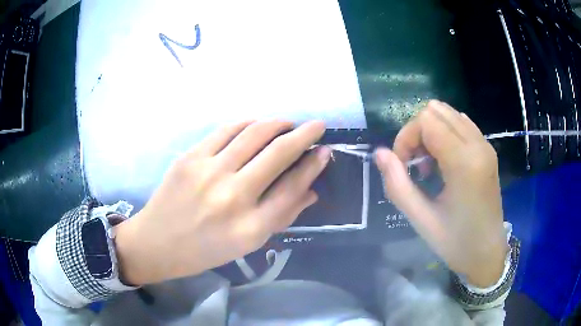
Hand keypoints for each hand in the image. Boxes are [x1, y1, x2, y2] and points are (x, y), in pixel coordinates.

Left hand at [115, 121, 330, 284]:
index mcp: (250, 228)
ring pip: (254, 134)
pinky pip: (226, 130)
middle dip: (304, 134)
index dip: (314, 165)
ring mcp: (208, 172)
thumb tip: (311, 189)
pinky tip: (256, 125)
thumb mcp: (248, 244)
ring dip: (277, 123)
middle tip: (317, 125)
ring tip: (288, 123)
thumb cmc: (205, 251)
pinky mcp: (190, 158)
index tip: (325, 151)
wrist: (157, 243)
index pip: (293, 187)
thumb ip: (282, 216)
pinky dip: (247, 123)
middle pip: (278, 154)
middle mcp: (232, 197)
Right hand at [375, 100, 507, 287]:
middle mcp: (478, 145)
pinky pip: (461, 123)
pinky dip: (445, 133)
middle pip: (436, 111)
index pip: (425, 120)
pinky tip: (445, 161)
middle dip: (417, 132)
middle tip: (416, 166)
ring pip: (448, 113)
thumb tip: (380, 153)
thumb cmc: (455, 243)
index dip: (406, 138)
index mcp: (464, 163)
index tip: (404, 168)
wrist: (487, 254)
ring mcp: (485, 145)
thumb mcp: (421, 220)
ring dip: (431, 132)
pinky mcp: (488, 149)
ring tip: (430, 165)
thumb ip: (397, 185)